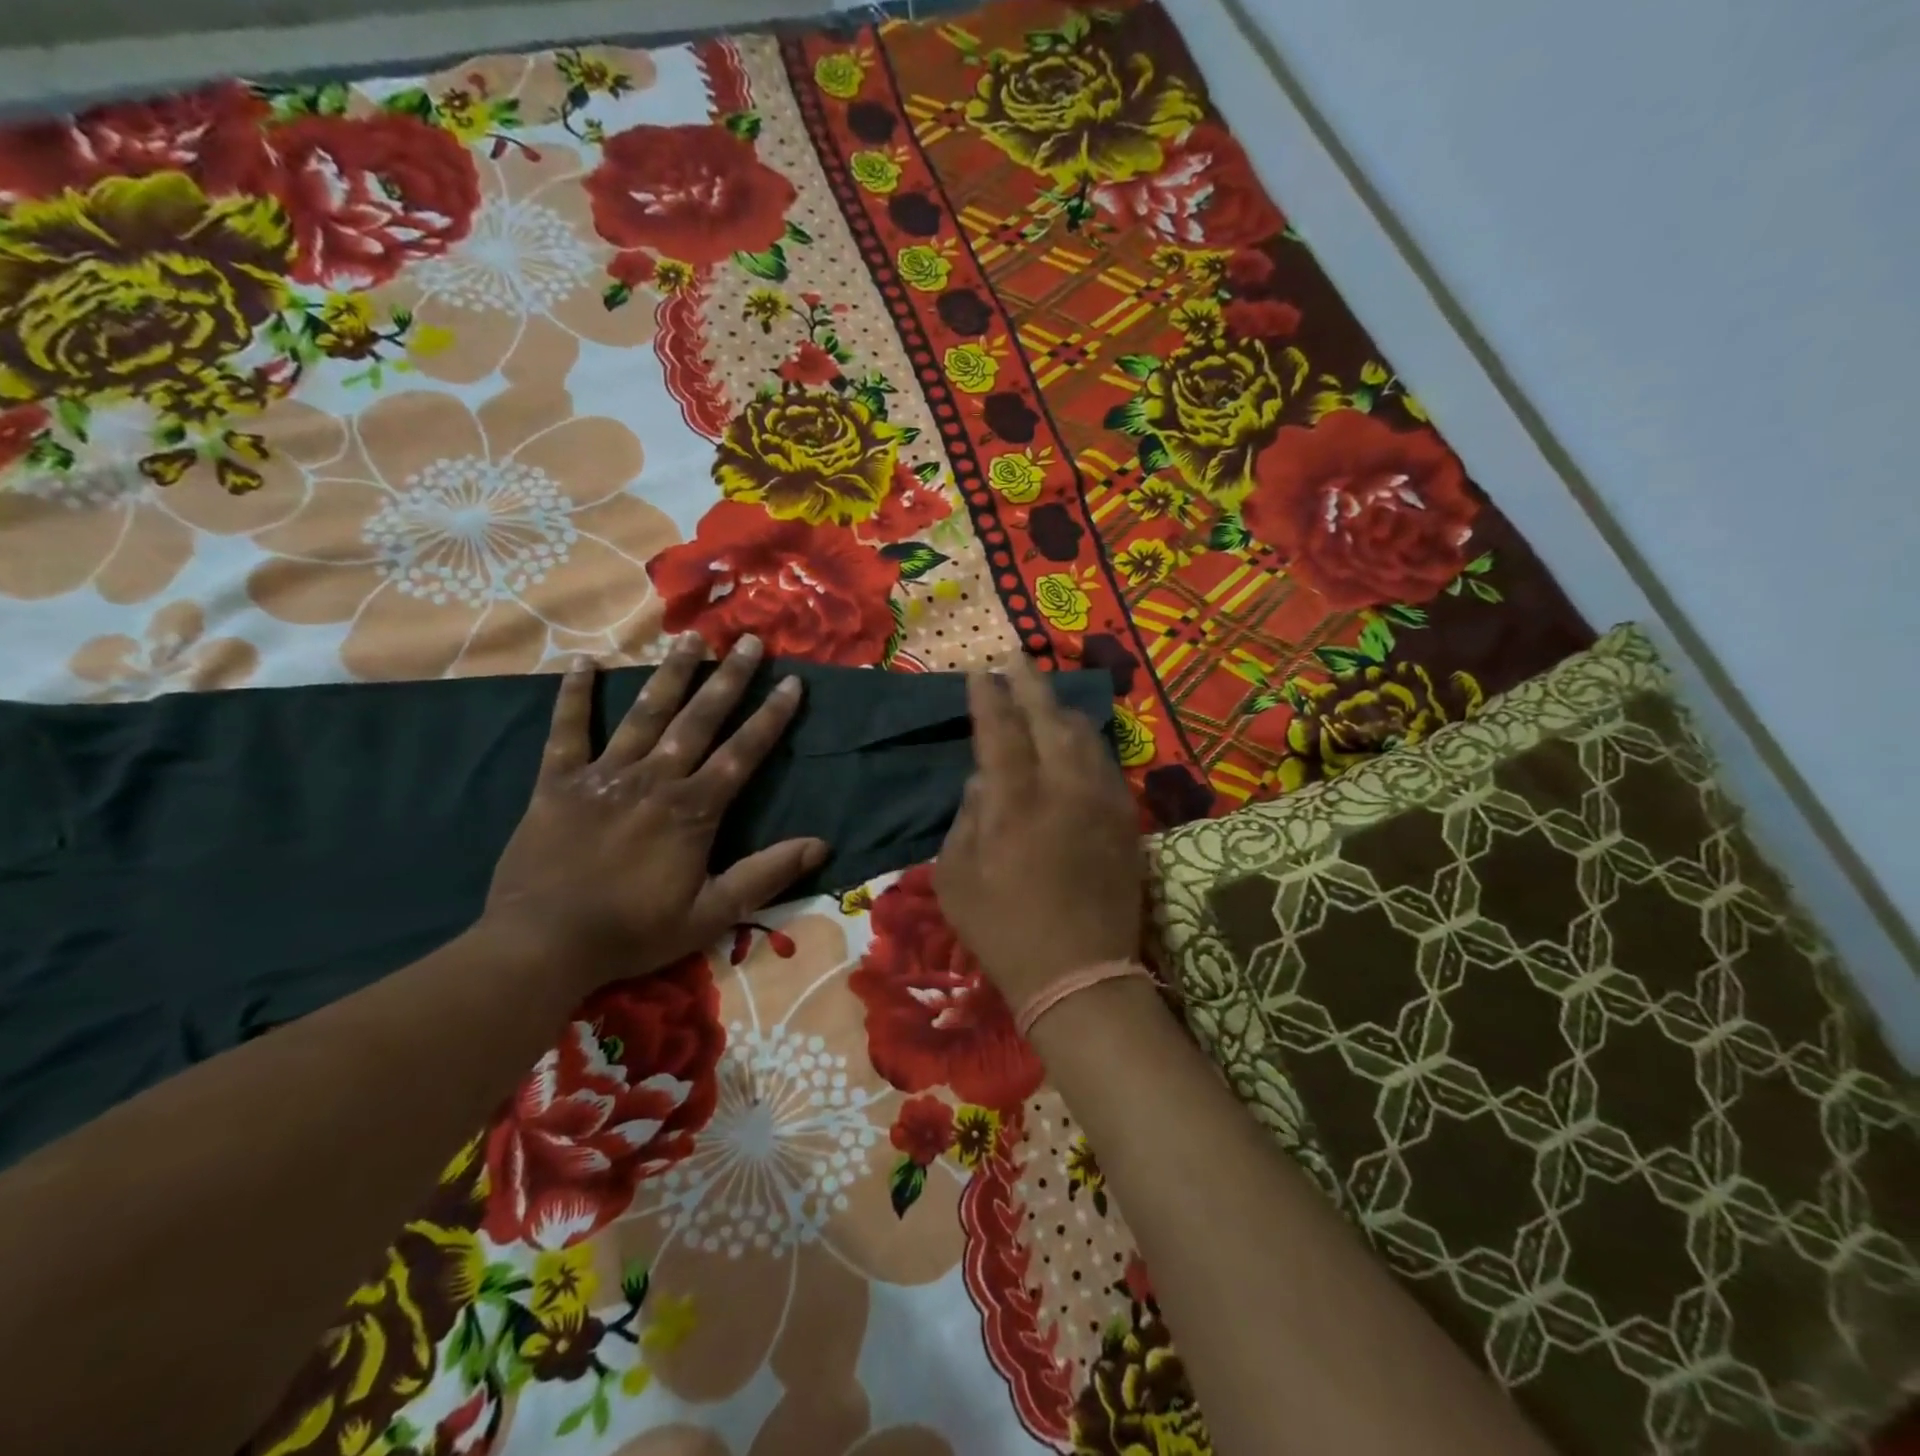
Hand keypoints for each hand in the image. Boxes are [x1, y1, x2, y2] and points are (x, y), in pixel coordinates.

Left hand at [482, 633, 826, 985]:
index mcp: (693, 809)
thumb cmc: (633, 931)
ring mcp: (604, 775)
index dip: (770, 717)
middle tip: (749, 641)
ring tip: (690, 638)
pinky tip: (583, 662)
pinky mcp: (558, 783)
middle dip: (728, 678)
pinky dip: (574, 696)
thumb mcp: (712, 914)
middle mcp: (654, 779)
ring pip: (643, 714)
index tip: (791, 683)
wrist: (542, 944)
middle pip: (698, 719)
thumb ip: (765, 874)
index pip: (742, 752)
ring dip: (670, 674)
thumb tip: (821, 845)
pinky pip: (567, 731)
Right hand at [935, 657, 1144, 1010]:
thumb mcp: (956, 879)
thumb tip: (982, 781)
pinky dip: (1087, 743)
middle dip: (1030, 685)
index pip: (1000, 732)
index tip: (979, 674)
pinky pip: (1106, 766)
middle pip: (1049, 720)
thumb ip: (966, 819)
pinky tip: (1078, 739)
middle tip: (1016, 660)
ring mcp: (1102, 804)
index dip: (988, 699)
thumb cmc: (1004, 931)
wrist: (1080, 976)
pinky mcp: (1127, 822)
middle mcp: (1064, 791)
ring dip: (1061, 710)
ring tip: (1046, 695)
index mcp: (1015, 804)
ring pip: (1085, 738)